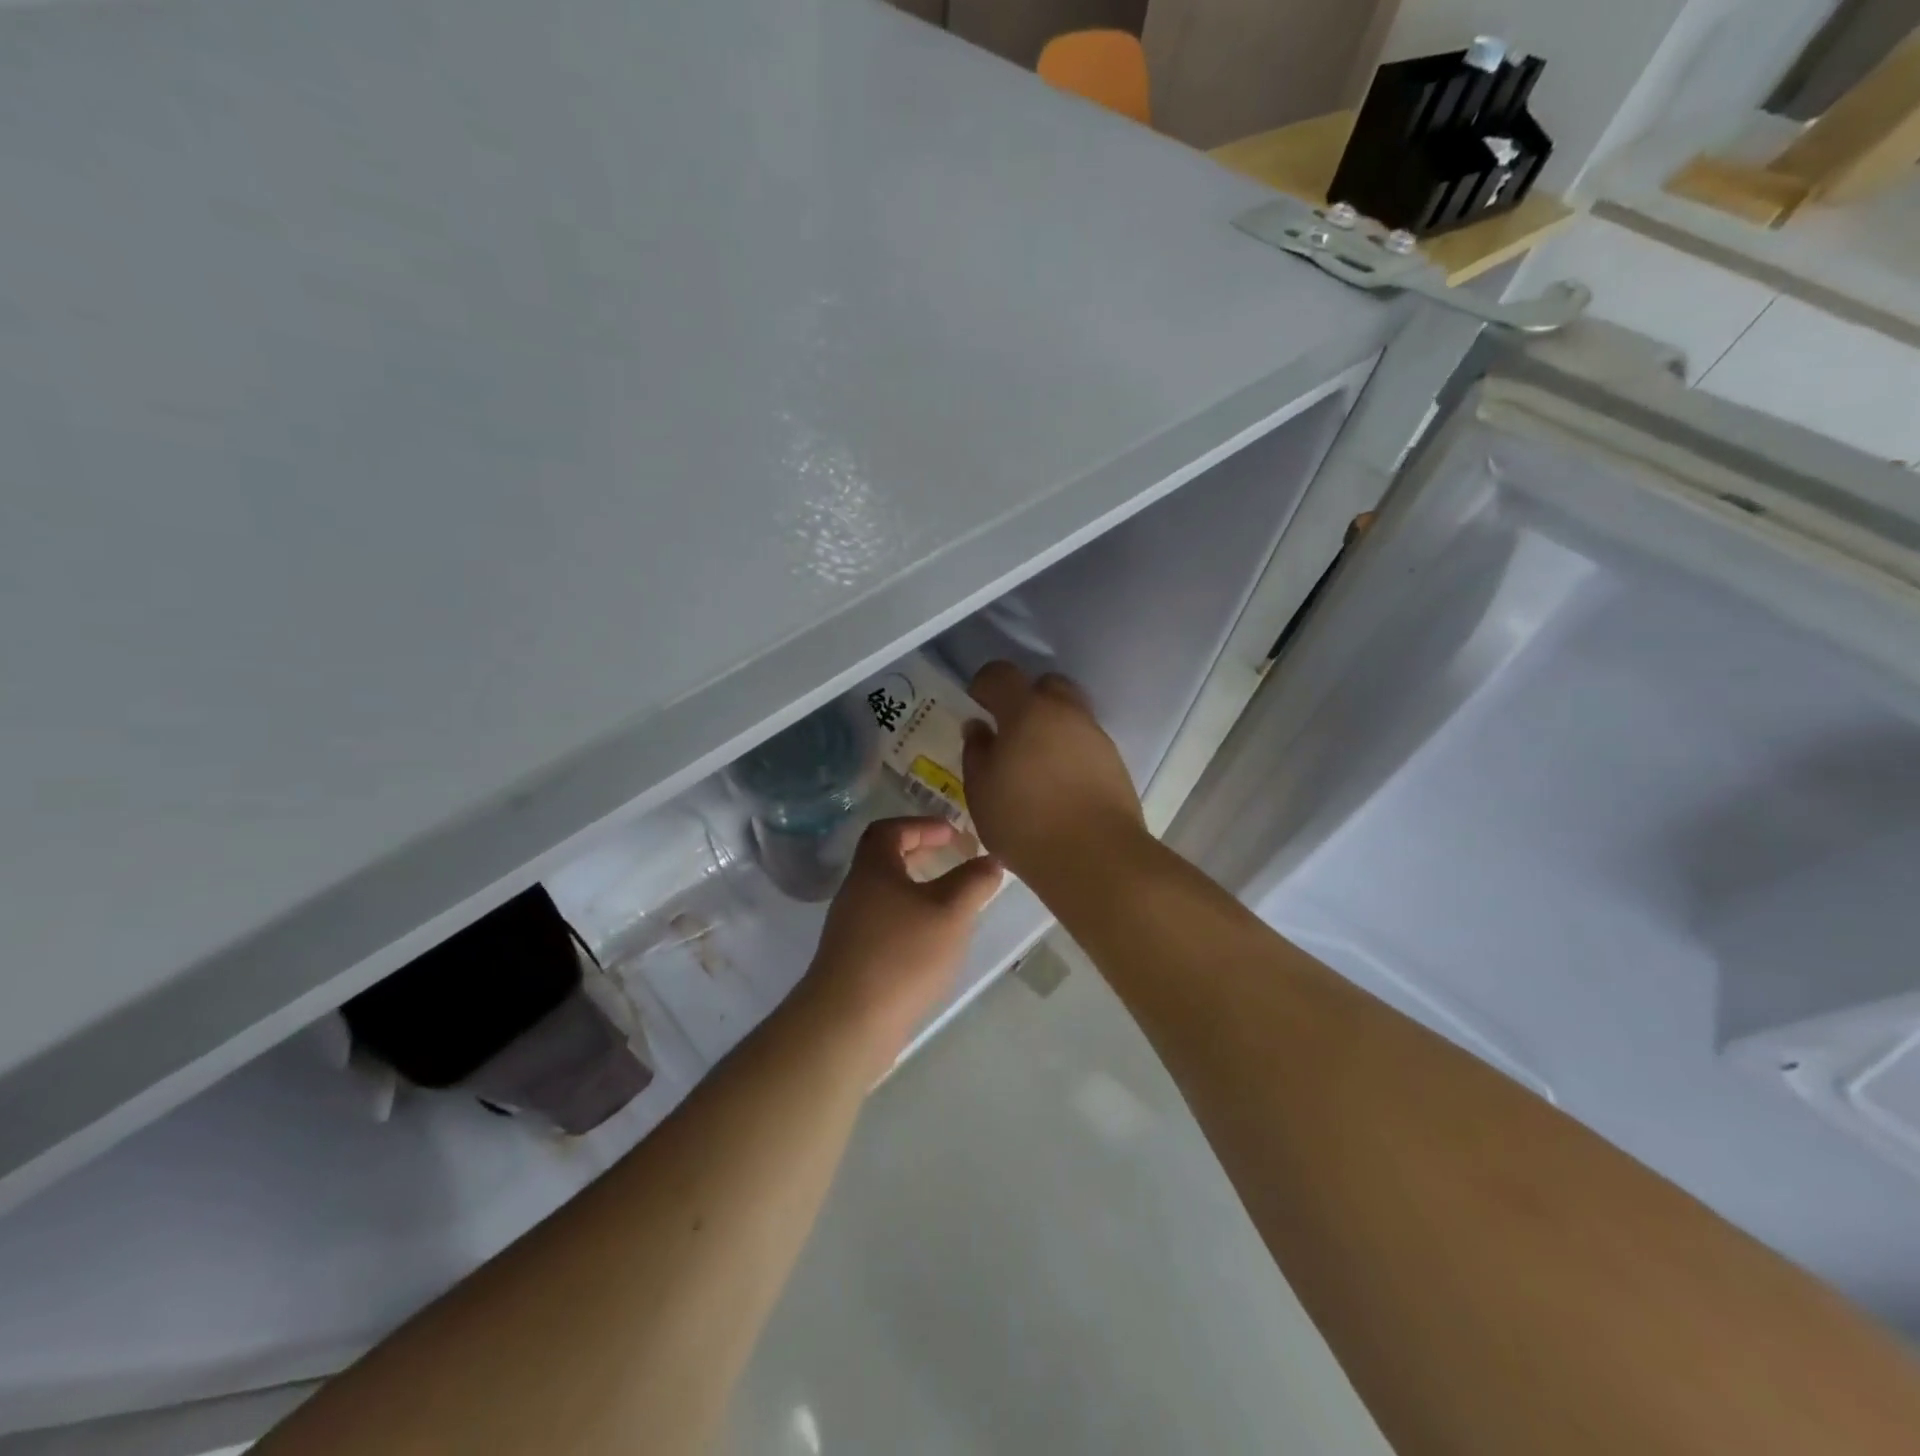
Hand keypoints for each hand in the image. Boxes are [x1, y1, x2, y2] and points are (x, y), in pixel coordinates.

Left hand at [799, 817, 1001, 1075]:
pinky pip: (884, 925)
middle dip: (921, 855)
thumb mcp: (950, 912)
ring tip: (952, 904)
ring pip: (886, 895)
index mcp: (872, 869)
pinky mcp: (853, 960)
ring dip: (918, 891)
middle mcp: (855, 892)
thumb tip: (990, 860)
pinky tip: (933, 943)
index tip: (953, 834)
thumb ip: (974, 882)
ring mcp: (850, 928)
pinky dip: (910, 921)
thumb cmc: (902, 955)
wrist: (848, 1023)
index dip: (922, 825)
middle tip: (954, 861)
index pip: (890, 829)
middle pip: (885, 860)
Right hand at [961, 661, 1145, 892]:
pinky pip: (1085, 742)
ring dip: (1051, 727)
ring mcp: (1095, 736)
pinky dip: (1069, 751)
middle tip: (1010, 731)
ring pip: (1070, 714)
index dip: (984, 684)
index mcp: (1027, 711)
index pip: (1001, 674)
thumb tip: (979, 728)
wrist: (1094, 856)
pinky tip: (1058, 784)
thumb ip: (976, 752)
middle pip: (1046, 685)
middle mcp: (1065, 713)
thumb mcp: (981, 791)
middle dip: (1026, 699)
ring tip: (1035, 764)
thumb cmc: (1024, 822)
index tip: (976, 703)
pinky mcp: (1114, 762)